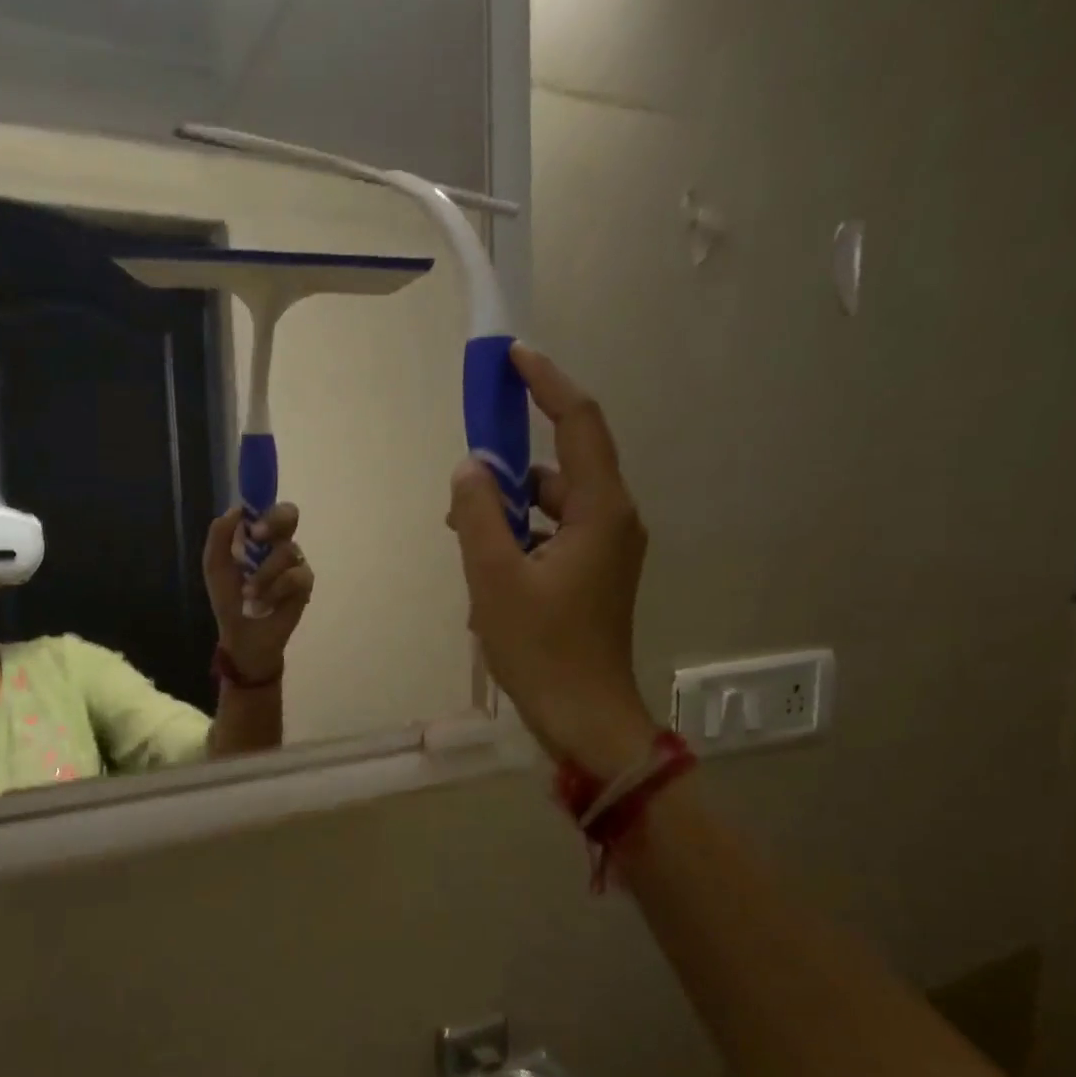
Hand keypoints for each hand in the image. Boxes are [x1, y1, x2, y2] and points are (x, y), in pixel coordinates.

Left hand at [204, 502, 313, 684]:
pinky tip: (264, 604)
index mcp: (258, 536)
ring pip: (287, 551)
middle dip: (274, 522)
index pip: (268, 507)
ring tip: (249, 595)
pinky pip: (295, 576)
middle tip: (257, 537)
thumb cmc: (228, 598)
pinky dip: (275, 590)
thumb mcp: (215, 565)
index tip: (251, 521)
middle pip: (289, 514)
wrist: (241, 633)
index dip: (263, 505)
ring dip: (263, 574)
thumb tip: (236, 510)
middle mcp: (279, 543)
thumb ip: (220, 535)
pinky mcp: (304, 584)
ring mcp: (294, 563)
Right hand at [447, 343, 656, 776]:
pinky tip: (486, 575)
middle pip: (562, 467)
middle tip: (462, 489)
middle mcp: (613, 521)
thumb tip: (469, 469)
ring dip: (509, 512)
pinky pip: (554, 537)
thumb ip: (477, 515)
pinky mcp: (595, 577)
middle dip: (510, 469)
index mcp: (600, 511)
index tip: (513, 358)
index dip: (547, 384)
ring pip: (554, 507)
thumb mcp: (493, 579)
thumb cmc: (542, 649)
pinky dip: (520, 541)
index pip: (579, 424)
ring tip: (464, 541)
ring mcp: (607, 552)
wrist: (585, 718)